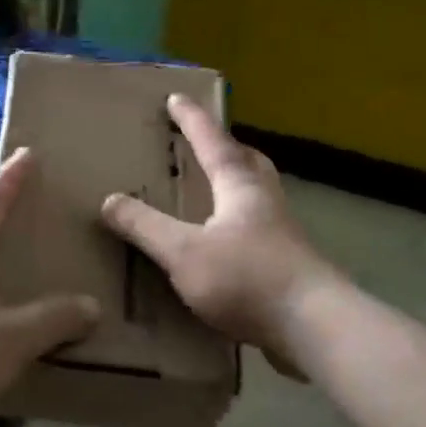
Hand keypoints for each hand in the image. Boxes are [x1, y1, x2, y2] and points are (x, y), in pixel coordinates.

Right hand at [100, 95, 328, 350]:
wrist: (316, 328)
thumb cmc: (247, 279)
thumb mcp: (183, 252)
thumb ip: (145, 227)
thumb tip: (109, 200)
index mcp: (240, 188)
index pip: (213, 142)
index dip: (192, 120)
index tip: (176, 97)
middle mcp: (266, 202)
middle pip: (248, 162)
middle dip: (225, 148)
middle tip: (205, 144)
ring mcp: (283, 235)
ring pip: (258, 195)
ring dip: (236, 185)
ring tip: (212, 192)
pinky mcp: (290, 266)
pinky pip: (260, 231)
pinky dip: (239, 225)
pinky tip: (225, 247)